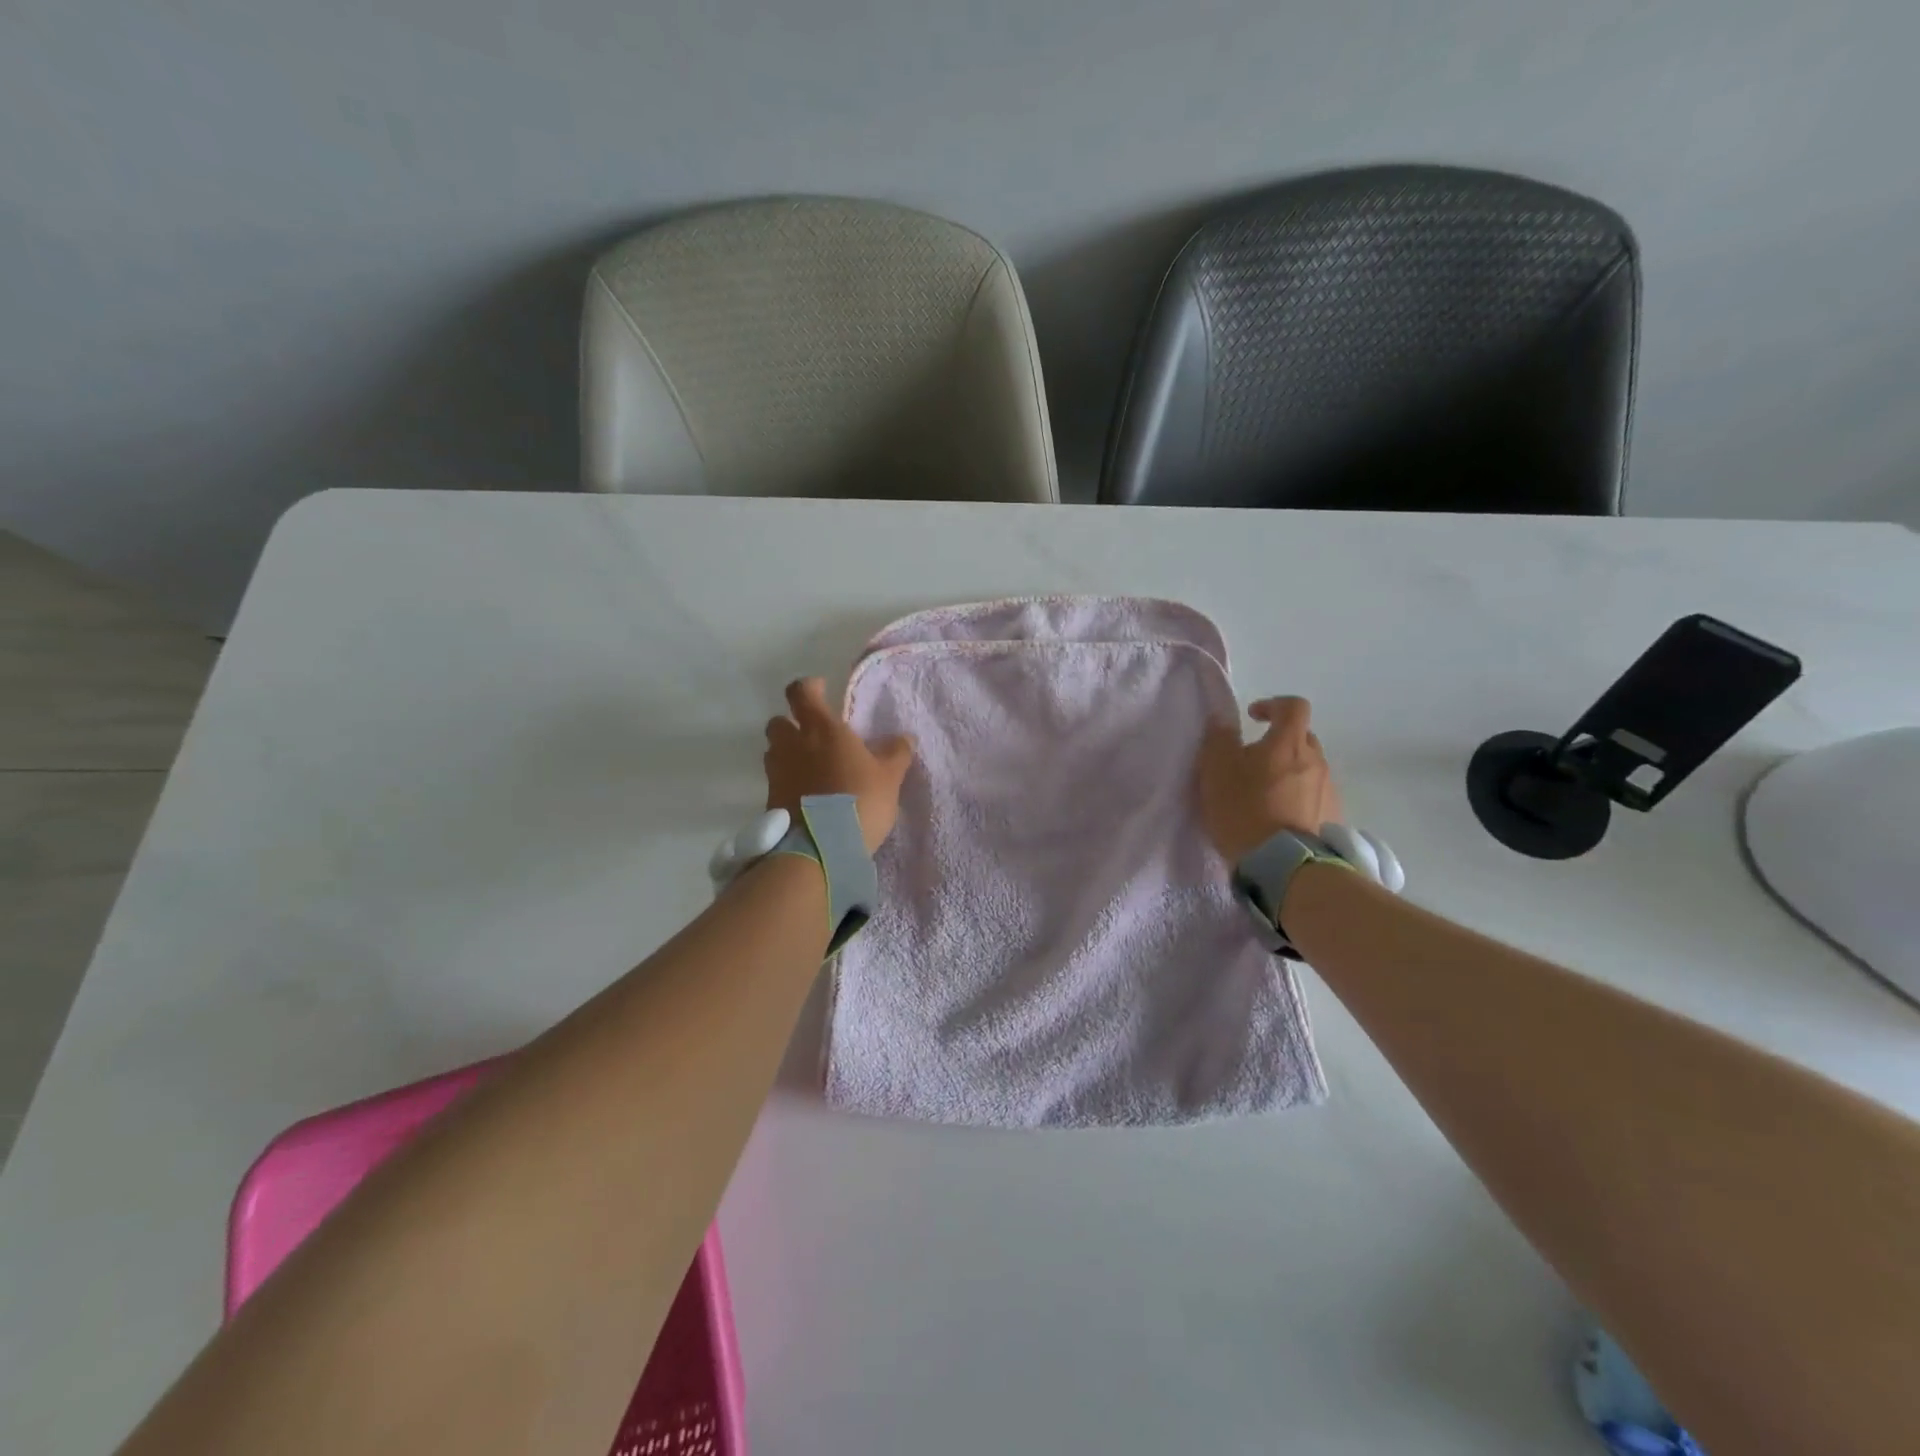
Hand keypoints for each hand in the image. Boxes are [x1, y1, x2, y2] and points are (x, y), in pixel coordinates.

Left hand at [764, 678, 914, 853]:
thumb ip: (896, 754)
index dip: (810, 688)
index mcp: (822, 729)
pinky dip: (787, 781)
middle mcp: (793, 744)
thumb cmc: (859, 801)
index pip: (802, 692)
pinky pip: (776, 780)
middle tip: (813, 735)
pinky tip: (806, 795)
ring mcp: (777, 772)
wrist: (819, 848)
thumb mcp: (889, 778)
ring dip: (787, 753)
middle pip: (779, 721)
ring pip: (774, 751)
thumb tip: (904, 737)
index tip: (822, 690)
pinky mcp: (770, 799)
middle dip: (792, 723)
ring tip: (810, 767)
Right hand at [1197, 696, 1343, 864]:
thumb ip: (1219, 740)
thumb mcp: (1216, 771)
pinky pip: (1314, 797)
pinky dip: (1298, 799)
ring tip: (1264, 796)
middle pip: (1302, 739)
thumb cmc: (1244, 809)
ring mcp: (1329, 790)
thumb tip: (1223, 722)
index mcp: (1288, 743)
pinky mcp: (1333, 818)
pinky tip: (1279, 819)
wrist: (1283, 865)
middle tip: (1253, 762)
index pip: (1293, 707)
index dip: (1273, 705)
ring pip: (1308, 769)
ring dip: (1288, 774)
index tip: (1253, 718)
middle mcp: (1316, 760)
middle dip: (1279, 743)